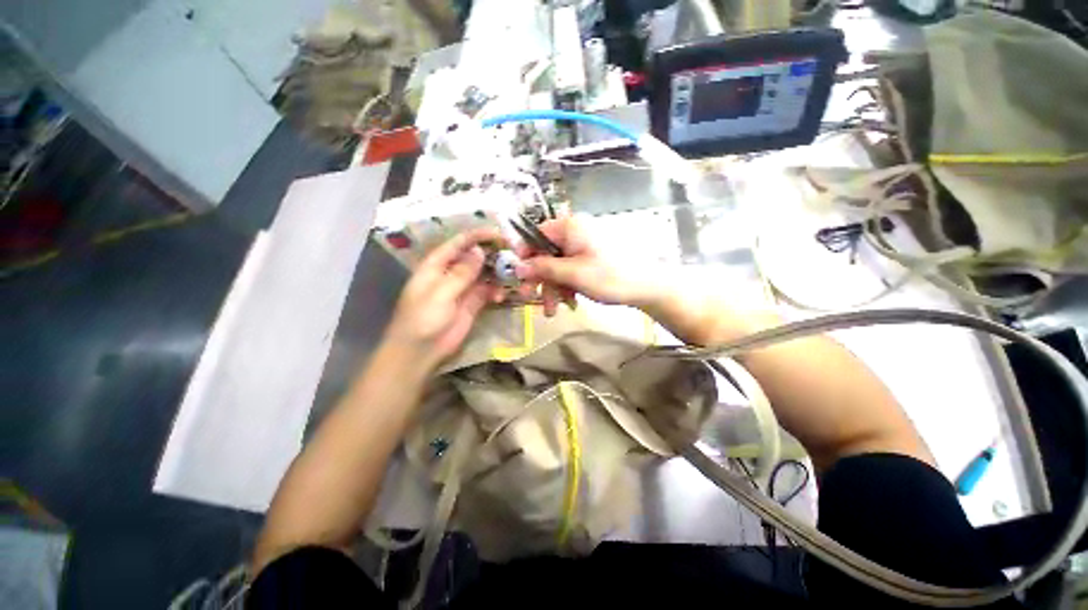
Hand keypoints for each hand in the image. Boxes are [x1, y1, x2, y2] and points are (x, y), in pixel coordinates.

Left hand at [384, 228, 505, 370]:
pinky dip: (496, 291)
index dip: (477, 236)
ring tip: (513, 275)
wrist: (421, 352)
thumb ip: (461, 273)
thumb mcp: (440, 294)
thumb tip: (478, 251)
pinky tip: (501, 296)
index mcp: (437, 265)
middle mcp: (451, 273)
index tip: (498, 234)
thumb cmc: (423, 319)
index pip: (458, 244)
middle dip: (492, 254)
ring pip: (484, 274)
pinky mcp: (473, 303)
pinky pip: (488, 291)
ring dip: (498, 273)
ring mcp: (463, 288)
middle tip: (514, 254)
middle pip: (474, 257)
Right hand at [515, 216, 656, 314]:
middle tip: (529, 297)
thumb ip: (543, 268)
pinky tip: (569, 303)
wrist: (648, 287)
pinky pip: (571, 269)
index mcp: (570, 226)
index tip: (518, 276)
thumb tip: (517, 267)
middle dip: (539, 278)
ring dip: (553, 288)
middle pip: (546, 253)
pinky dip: (567, 286)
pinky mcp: (591, 258)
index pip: (536, 235)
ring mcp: (584, 246)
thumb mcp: (572, 274)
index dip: (525, 255)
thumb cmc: (610, 276)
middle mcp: (575, 231)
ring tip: (552, 311)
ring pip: (558, 265)